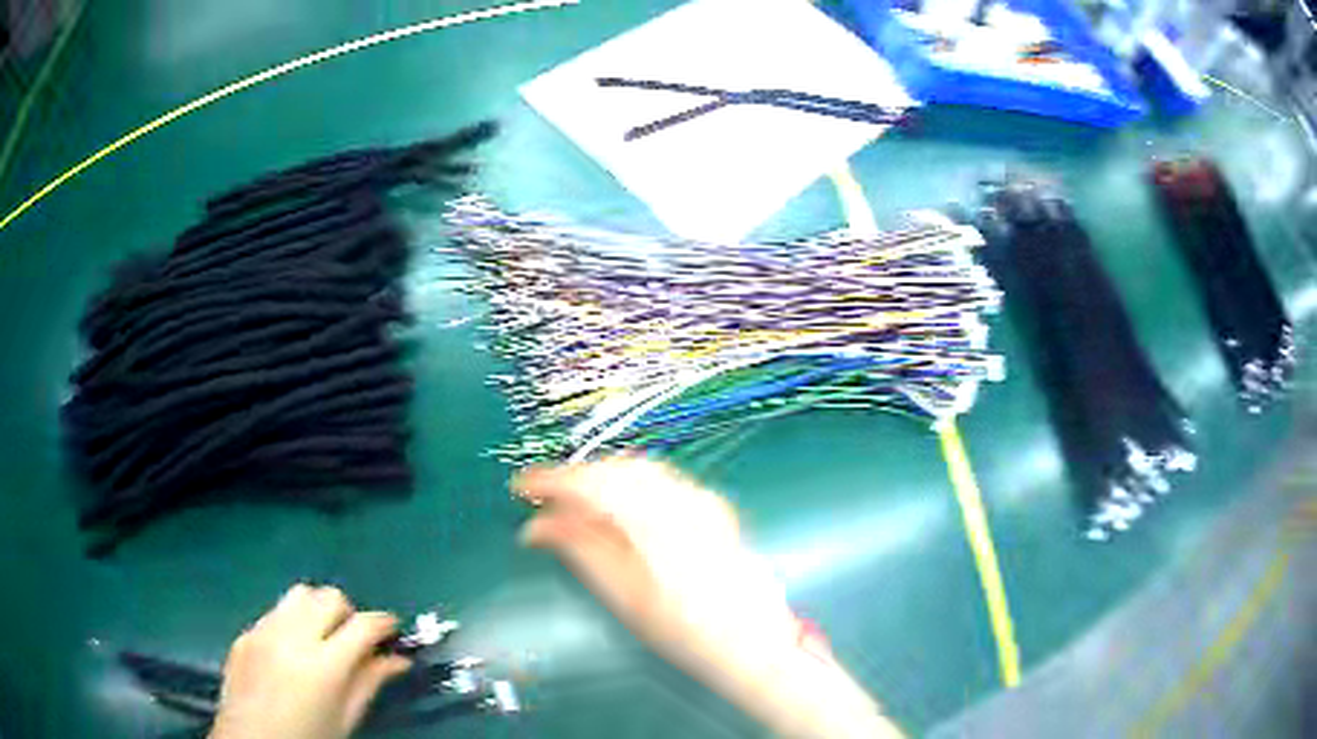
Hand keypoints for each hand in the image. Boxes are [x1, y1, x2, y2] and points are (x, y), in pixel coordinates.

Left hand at [210, 585, 410, 738]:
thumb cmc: (308, 738)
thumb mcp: (346, 718)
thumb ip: (370, 683)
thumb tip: (398, 659)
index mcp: (323, 666)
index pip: (363, 625)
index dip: (384, 623)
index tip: (393, 631)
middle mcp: (291, 637)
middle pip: (329, 597)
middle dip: (348, 613)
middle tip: (353, 639)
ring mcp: (263, 630)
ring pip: (299, 594)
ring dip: (318, 609)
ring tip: (321, 637)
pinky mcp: (244, 632)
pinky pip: (275, 611)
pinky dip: (291, 621)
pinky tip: (291, 651)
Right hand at [514, 456, 901, 737]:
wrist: (753, 643)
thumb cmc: (686, 632)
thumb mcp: (624, 597)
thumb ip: (582, 550)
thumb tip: (537, 526)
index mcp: (657, 522)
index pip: (593, 483)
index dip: (551, 480)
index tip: (520, 487)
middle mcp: (682, 500)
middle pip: (616, 469)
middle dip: (575, 477)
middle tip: (542, 498)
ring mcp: (702, 501)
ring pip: (638, 471)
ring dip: (601, 478)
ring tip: (572, 503)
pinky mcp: (713, 509)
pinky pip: (661, 481)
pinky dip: (629, 485)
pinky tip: (616, 507)